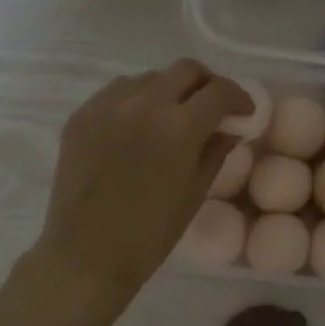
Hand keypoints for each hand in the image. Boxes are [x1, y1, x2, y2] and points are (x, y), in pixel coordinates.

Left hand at [34, 59, 250, 299]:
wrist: (86, 255)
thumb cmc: (150, 234)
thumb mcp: (195, 193)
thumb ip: (217, 150)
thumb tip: (232, 126)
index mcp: (178, 127)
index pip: (219, 91)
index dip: (239, 98)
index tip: (243, 112)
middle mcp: (143, 104)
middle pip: (186, 70)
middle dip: (207, 85)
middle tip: (212, 108)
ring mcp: (107, 105)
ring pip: (150, 78)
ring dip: (169, 91)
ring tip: (172, 119)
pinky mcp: (81, 114)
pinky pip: (118, 92)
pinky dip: (137, 101)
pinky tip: (138, 129)